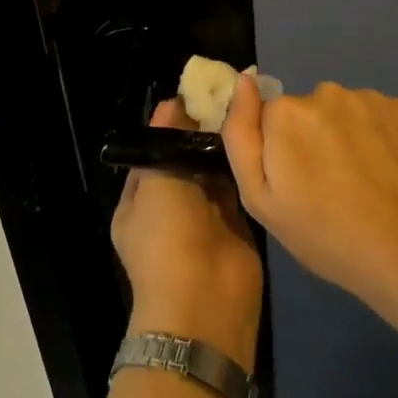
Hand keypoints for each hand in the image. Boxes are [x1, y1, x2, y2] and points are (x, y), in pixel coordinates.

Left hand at [112, 98, 263, 370]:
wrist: (206, 305)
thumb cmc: (168, 239)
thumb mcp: (155, 182)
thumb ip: (165, 141)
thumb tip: (174, 102)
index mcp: (139, 200)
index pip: (153, 150)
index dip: (171, 123)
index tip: (197, 92)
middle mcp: (170, 206)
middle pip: (185, 158)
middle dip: (202, 131)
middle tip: (228, 93)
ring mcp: (204, 217)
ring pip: (213, 171)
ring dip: (224, 146)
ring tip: (246, 106)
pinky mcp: (235, 225)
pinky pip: (237, 187)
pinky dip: (244, 166)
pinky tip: (258, 135)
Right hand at [223, 78, 397, 305]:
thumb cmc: (325, 234)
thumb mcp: (260, 199)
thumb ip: (240, 134)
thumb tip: (244, 81)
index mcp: (286, 112)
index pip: (272, 117)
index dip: (282, 150)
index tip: (298, 182)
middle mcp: (326, 92)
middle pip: (310, 111)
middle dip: (315, 139)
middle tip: (331, 187)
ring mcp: (371, 98)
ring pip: (348, 113)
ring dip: (350, 137)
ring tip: (365, 183)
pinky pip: (383, 117)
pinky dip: (384, 138)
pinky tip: (392, 173)